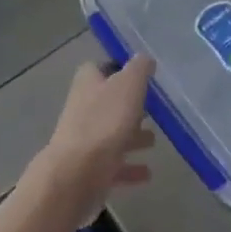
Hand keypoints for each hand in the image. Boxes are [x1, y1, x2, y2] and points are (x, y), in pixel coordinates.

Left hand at [28, 58, 155, 222]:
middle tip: (153, 110)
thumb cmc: (104, 122)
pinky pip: (114, 165)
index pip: (100, 68)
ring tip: (154, 141)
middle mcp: (83, 108)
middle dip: (129, 106)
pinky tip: (147, 172)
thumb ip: (139, 68)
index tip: (141, 76)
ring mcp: (84, 140)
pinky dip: (130, 167)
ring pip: (112, 133)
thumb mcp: (129, 85)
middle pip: (108, 102)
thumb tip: (144, 57)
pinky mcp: (89, 169)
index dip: (118, 69)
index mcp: (88, 83)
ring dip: (132, 136)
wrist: (77, 173)